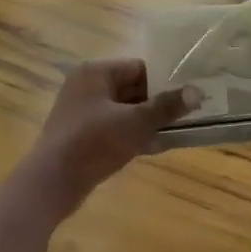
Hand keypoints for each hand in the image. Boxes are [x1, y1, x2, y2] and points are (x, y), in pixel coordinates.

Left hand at [25, 59, 197, 205]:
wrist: (52, 184)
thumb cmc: (94, 142)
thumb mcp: (136, 123)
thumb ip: (167, 106)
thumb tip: (197, 91)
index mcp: (95, 73)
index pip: (139, 67)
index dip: (165, 81)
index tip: (189, 95)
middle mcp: (86, 87)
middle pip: (132, 88)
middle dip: (158, 103)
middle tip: (189, 114)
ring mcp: (82, 112)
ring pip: (124, 111)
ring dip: (148, 121)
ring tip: (178, 131)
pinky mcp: (81, 136)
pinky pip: (114, 129)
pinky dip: (133, 135)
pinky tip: (155, 147)